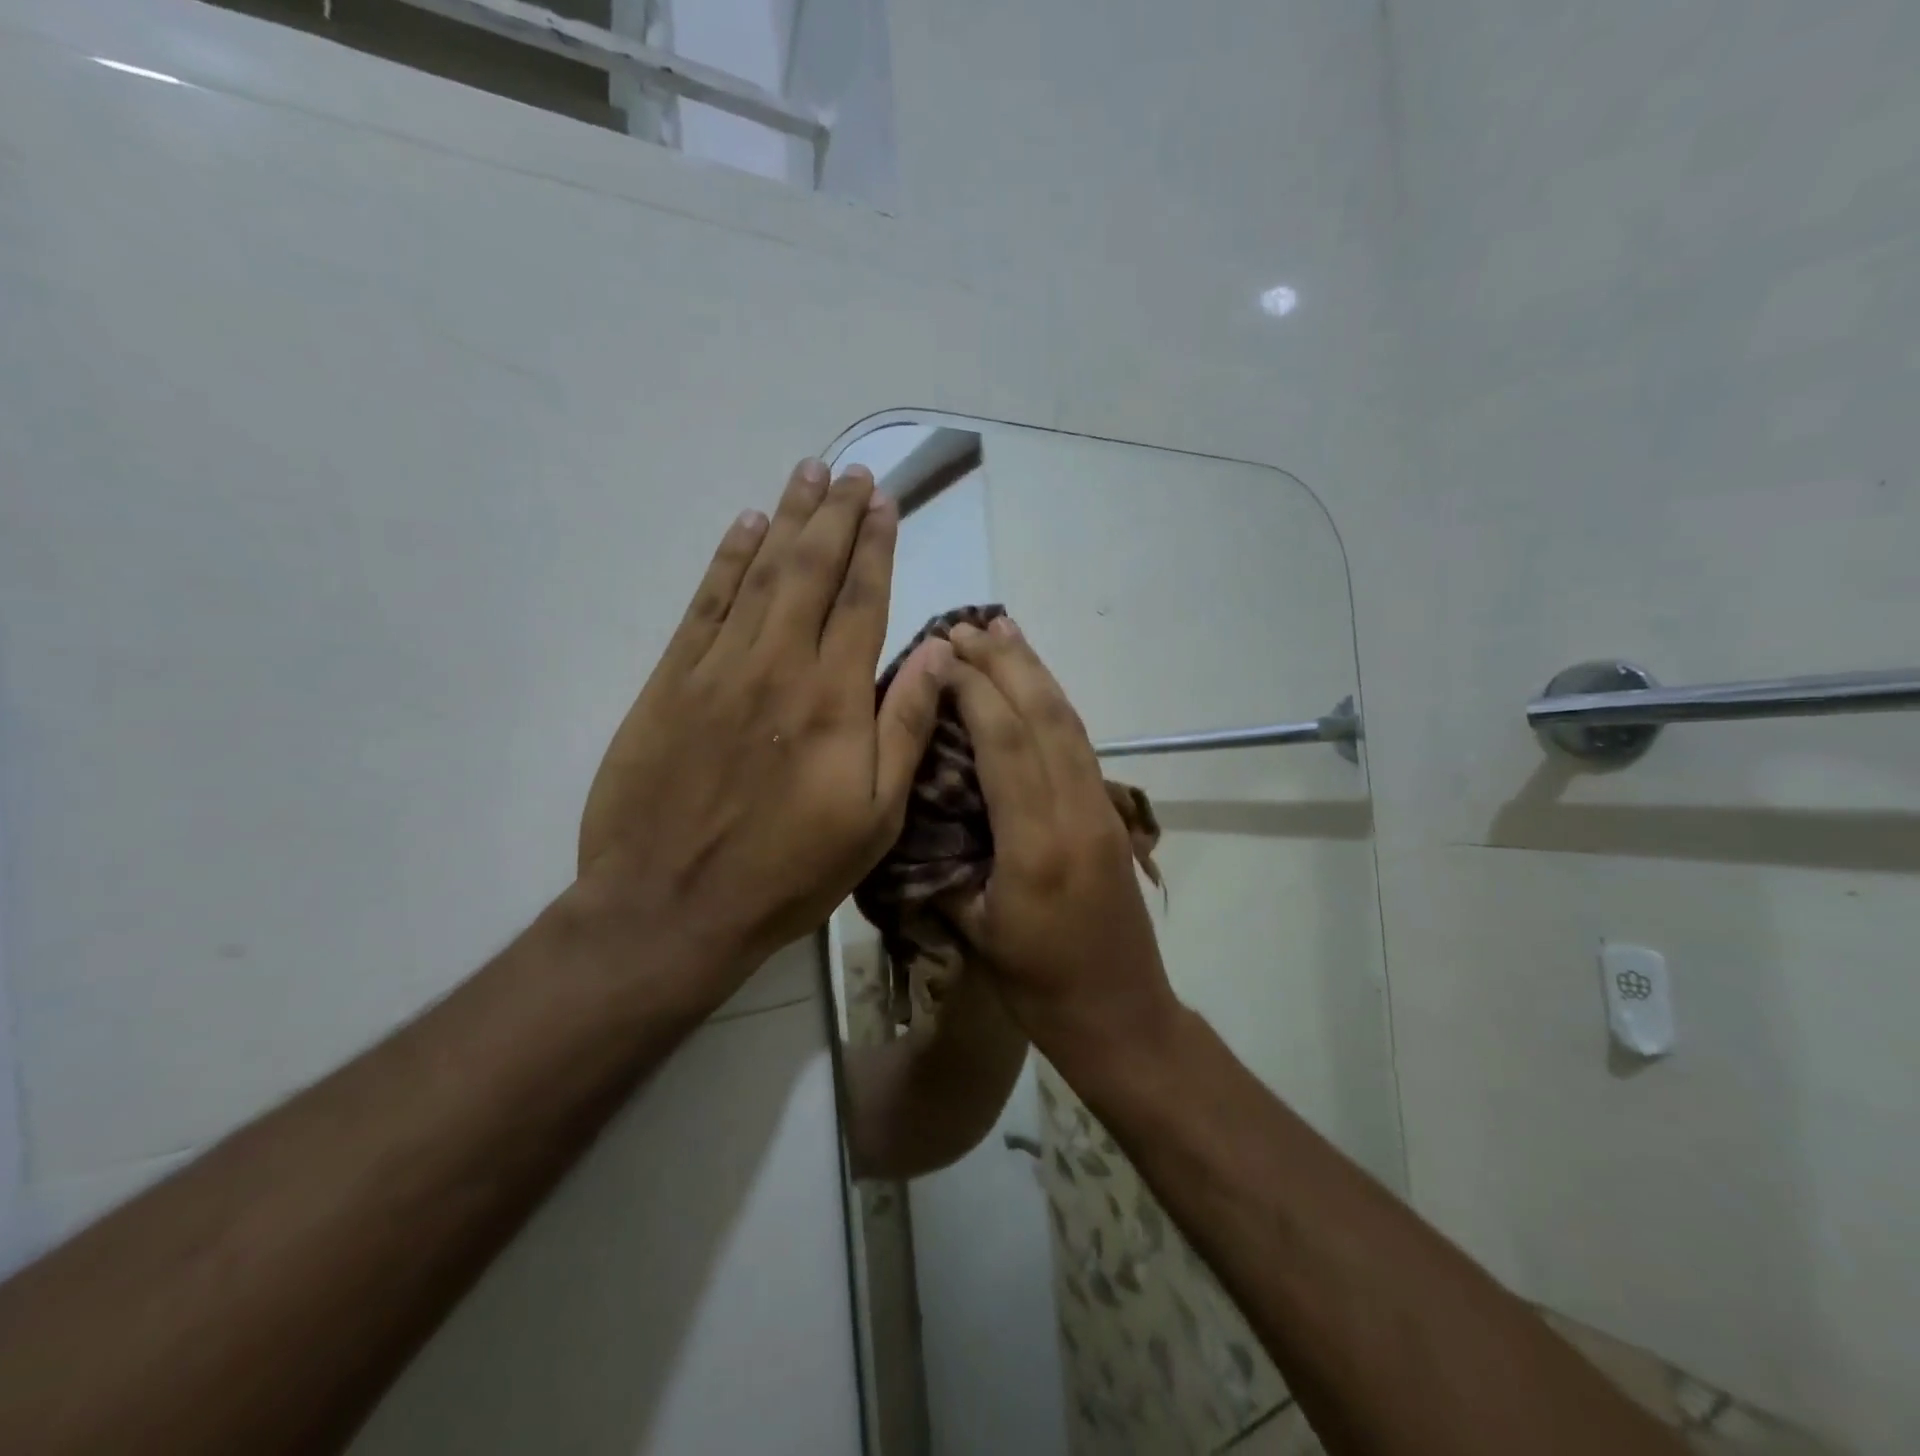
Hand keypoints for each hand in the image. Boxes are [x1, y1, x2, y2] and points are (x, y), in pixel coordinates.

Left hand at [578, 459, 950, 1002]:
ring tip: (806, 475)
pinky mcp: (670, 681)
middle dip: (835, 515)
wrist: (674, 906)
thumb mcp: (875, 817)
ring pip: (760, 574)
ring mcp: (718, 668)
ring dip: (786, 519)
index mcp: (834, 699)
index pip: (862, 600)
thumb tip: (939, 652)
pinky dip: (727, 559)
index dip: (876, 546)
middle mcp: (779, 665)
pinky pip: (704, 604)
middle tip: (850, 470)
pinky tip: (744, 526)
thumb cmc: (790, 870)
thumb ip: (905, 726)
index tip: (884, 502)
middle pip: (812, 571)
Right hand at [941, 616, 1180, 1068]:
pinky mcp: (1112, 816)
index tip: (943, 653)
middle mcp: (1076, 813)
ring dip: (1037, 672)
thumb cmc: (1039, 988)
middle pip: (1044, 716)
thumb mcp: (976, 932)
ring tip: (1004, 632)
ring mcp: (1102, 811)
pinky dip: (1055, 704)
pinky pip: (1080, 745)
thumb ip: (946, 866)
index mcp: (1036, 845)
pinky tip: (1037, 688)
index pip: (1006, 743)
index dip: (975, 689)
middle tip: (967, 625)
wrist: (1122, 1016)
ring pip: (1069, 723)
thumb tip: (919, 812)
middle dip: (1006, 663)